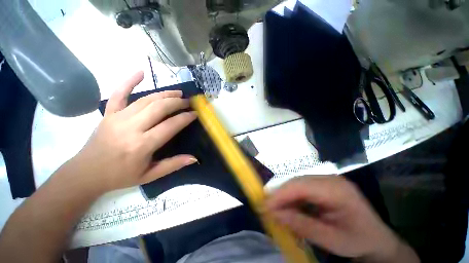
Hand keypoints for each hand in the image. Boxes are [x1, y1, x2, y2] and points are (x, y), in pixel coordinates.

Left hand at [72, 71, 197, 192]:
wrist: (86, 173)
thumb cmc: (120, 176)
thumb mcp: (150, 175)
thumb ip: (173, 165)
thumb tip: (194, 158)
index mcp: (142, 145)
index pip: (170, 126)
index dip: (185, 118)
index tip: (194, 114)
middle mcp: (131, 128)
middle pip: (159, 108)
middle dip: (177, 102)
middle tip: (188, 102)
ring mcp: (117, 117)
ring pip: (146, 99)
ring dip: (165, 94)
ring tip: (178, 92)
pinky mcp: (108, 113)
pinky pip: (119, 93)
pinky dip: (129, 81)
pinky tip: (140, 72)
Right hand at [265, 176, 418, 261]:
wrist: (376, 239)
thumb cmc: (358, 241)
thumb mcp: (332, 239)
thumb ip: (302, 225)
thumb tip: (275, 214)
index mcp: (337, 190)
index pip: (301, 186)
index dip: (281, 193)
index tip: (265, 204)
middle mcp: (329, 179)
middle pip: (297, 182)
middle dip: (280, 194)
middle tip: (266, 207)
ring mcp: (326, 180)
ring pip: (296, 184)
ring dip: (284, 196)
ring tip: (275, 209)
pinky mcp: (322, 185)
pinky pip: (301, 188)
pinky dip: (291, 198)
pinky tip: (288, 208)